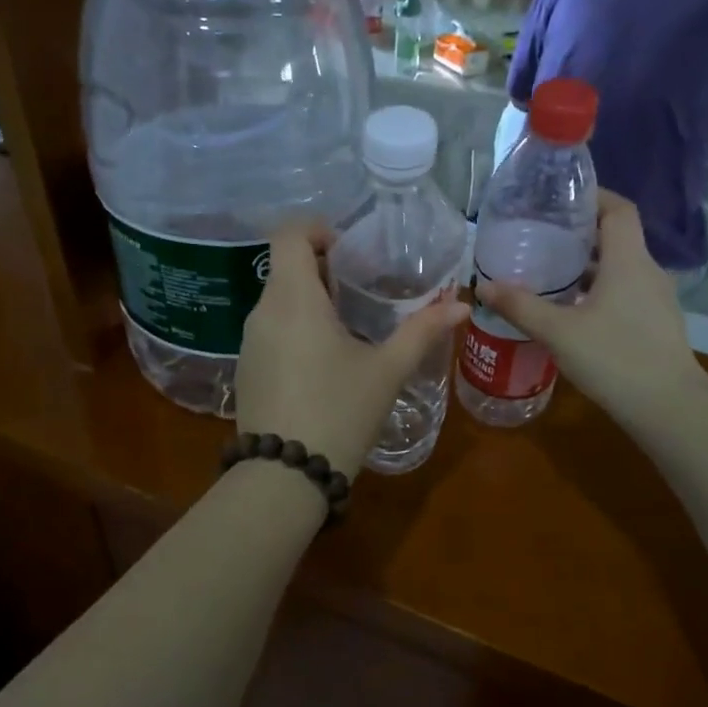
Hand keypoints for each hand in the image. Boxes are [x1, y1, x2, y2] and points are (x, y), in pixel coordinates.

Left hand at [235, 223, 470, 477]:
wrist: (285, 476)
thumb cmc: (339, 412)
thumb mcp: (386, 370)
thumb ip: (422, 332)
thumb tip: (462, 307)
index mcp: (293, 299)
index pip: (288, 235)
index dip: (317, 230)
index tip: (349, 251)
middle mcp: (262, 312)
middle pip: (285, 267)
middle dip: (323, 269)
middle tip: (362, 289)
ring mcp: (249, 342)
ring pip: (278, 300)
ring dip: (310, 300)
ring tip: (349, 326)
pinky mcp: (246, 369)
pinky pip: (271, 330)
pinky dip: (296, 328)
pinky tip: (324, 361)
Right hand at [474, 190, 707, 433]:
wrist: (669, 408)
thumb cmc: (614, 358)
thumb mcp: (558, 332)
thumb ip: (520, 306)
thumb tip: (483, 285)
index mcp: (628, 260)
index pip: (618, 209)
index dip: (592, 197)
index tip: (559, 200)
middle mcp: (647, 271)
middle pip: (616, 237)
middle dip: (579, 234)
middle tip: (540, 238)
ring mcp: (656, 299)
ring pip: (619, 268)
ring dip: (587, 266)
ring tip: (548, 274)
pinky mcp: (656, 324)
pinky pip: (624, 292)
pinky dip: (598, 290)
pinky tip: (571, 311)